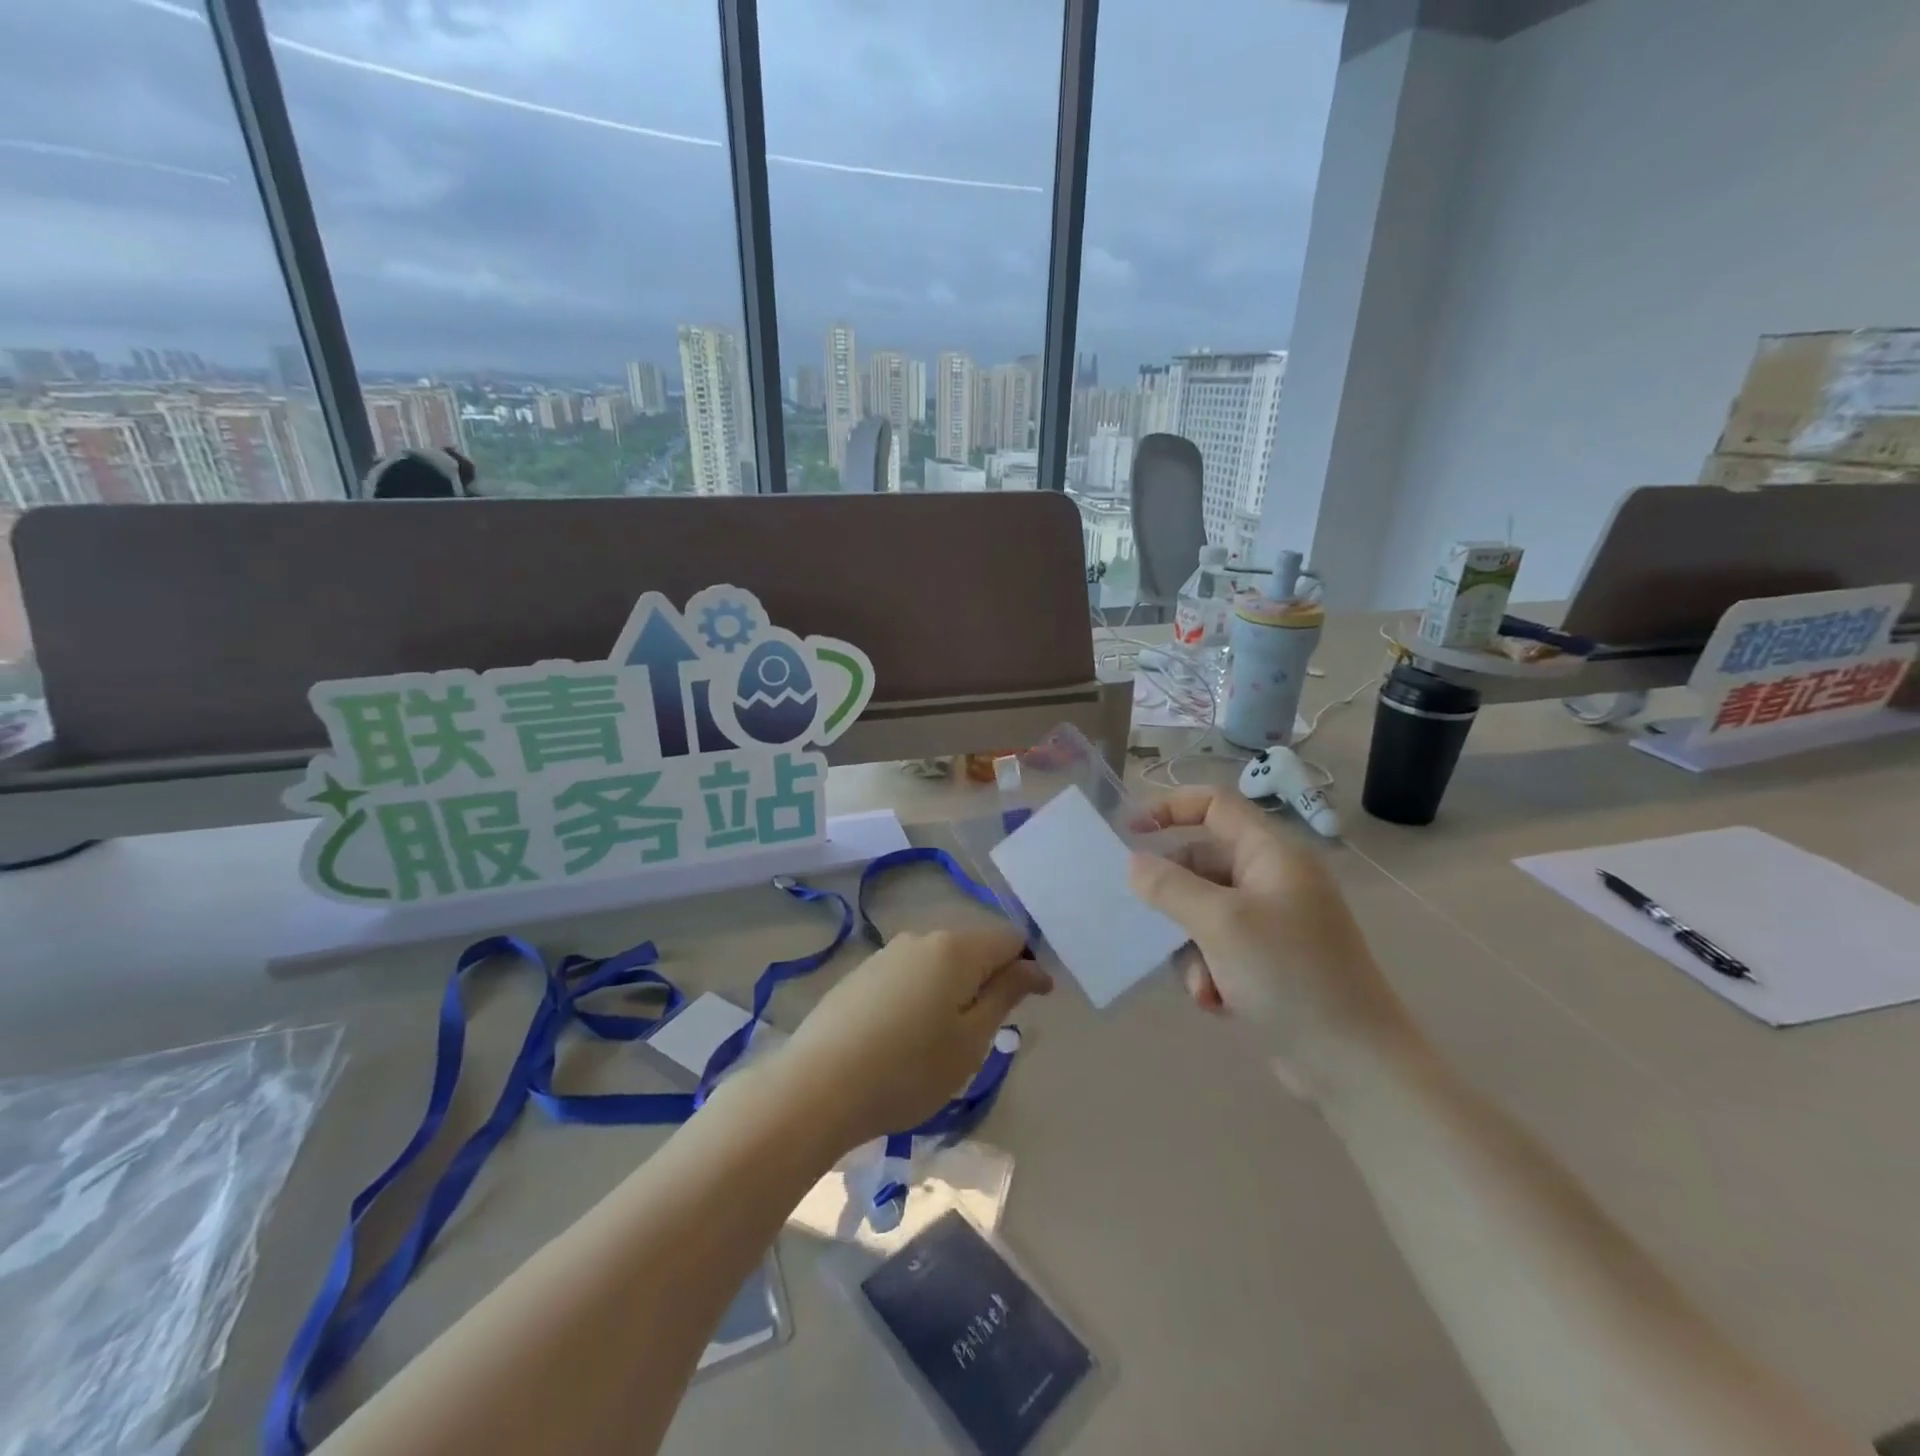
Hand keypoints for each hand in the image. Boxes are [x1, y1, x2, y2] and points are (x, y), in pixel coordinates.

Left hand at [769, 925, 1050, 1149]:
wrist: (817, 1086)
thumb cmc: (908, 1069)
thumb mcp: (970, 1041)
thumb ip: (1005, 995)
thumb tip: (1033, 967)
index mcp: (955, 948)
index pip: (1009, 938)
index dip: (1027, 967)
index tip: (1032, 1006)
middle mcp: (921, 937)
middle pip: (972, 947)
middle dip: (990, 979)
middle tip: (986, 1033)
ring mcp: (886, 953)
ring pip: (939, 961)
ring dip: (955, 988)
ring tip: (944, 1039)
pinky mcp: (861, 974)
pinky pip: (909, 974)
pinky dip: (923, 995)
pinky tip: (906, 1035)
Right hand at [1128, 786, 1415, 1095]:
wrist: (1354, 1065)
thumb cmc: (1289, 976)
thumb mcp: (1220, 924)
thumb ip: (1169, 886)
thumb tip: (1134, 863)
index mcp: (1273, 854)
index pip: (1214, 805)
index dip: (1170, 808)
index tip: (1130, 832)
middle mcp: (1273, 879)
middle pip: (1202, 864)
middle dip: (1175, 900)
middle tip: (1154, 925)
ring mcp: (1273, 921)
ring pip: (1202, 912)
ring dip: (1190, 947)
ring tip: (1203, 983)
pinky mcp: (1269, 960)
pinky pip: (1217, 947)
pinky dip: (1209, 970)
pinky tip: (1217, 1002)